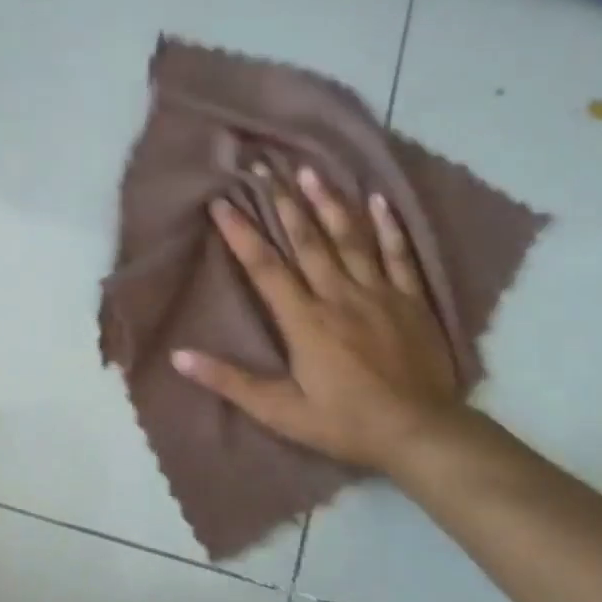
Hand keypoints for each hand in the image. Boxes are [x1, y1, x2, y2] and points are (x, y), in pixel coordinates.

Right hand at [173, 168, 462, 472]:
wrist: (422, 433)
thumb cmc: (344, 423)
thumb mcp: (280, 411)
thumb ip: (230, 381)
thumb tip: (179, 356)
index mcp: (305, 321)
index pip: (265, 267)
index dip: (241, 233)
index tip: (221, 202)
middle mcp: (339, 296)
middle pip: (307, 240)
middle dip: (282, 202)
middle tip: (265, 167)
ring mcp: (379, 294)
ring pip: (350, 238)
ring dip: (328, 202)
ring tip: (310, 171)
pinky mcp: (411, 300)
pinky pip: (398, 254)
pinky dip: (388, 226)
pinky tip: (378, 199)